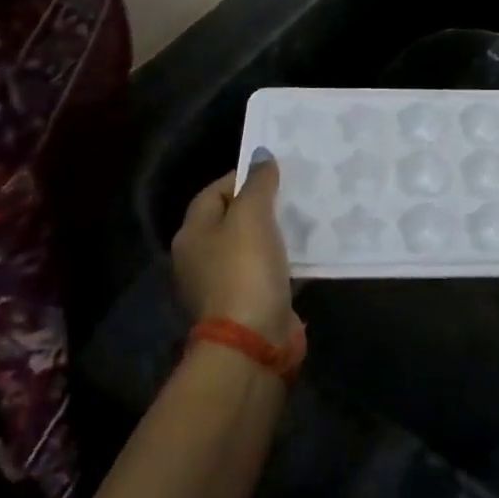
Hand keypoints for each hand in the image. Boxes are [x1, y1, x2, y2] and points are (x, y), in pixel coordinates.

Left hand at [172, 150, 297, 347]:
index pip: (214, 192)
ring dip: (275, 234)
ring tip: (305, 218)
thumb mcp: (252, 216)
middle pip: (232, 220)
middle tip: (293, 192)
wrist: (252, 342)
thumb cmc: (245, 269)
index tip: (275, 172)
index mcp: (192, 234)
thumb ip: (258, 183)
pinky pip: (266, 272)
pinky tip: (306, 252)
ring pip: (251, 247)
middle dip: (261, 205)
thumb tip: (261, 156)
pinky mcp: (247, 305)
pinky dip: (283, 261)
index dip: (242, 177)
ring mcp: (223, 285)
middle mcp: (200, 259)